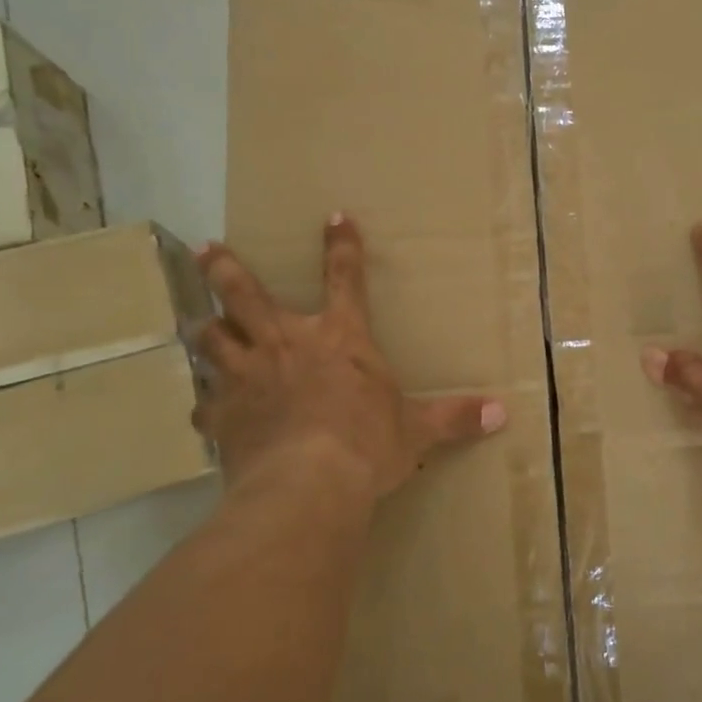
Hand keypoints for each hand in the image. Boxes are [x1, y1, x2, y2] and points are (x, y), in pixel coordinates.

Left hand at [192, 214, 506, 503]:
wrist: (307, 485)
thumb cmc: (367, 445)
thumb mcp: (417, 430)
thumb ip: (455, 417)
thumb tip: (502, 412)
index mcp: (339, 338)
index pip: (345, 278)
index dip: (341, 245)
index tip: (334, 216)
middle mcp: (286, 343)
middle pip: (245, 293)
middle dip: (226, 269)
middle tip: (209, 249)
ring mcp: (247, 376)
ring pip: (212, 338)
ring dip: (206, 328)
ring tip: (198, 321)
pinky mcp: (223, 415)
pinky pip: (205, 405)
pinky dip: (206, 406)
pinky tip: (205, 411)